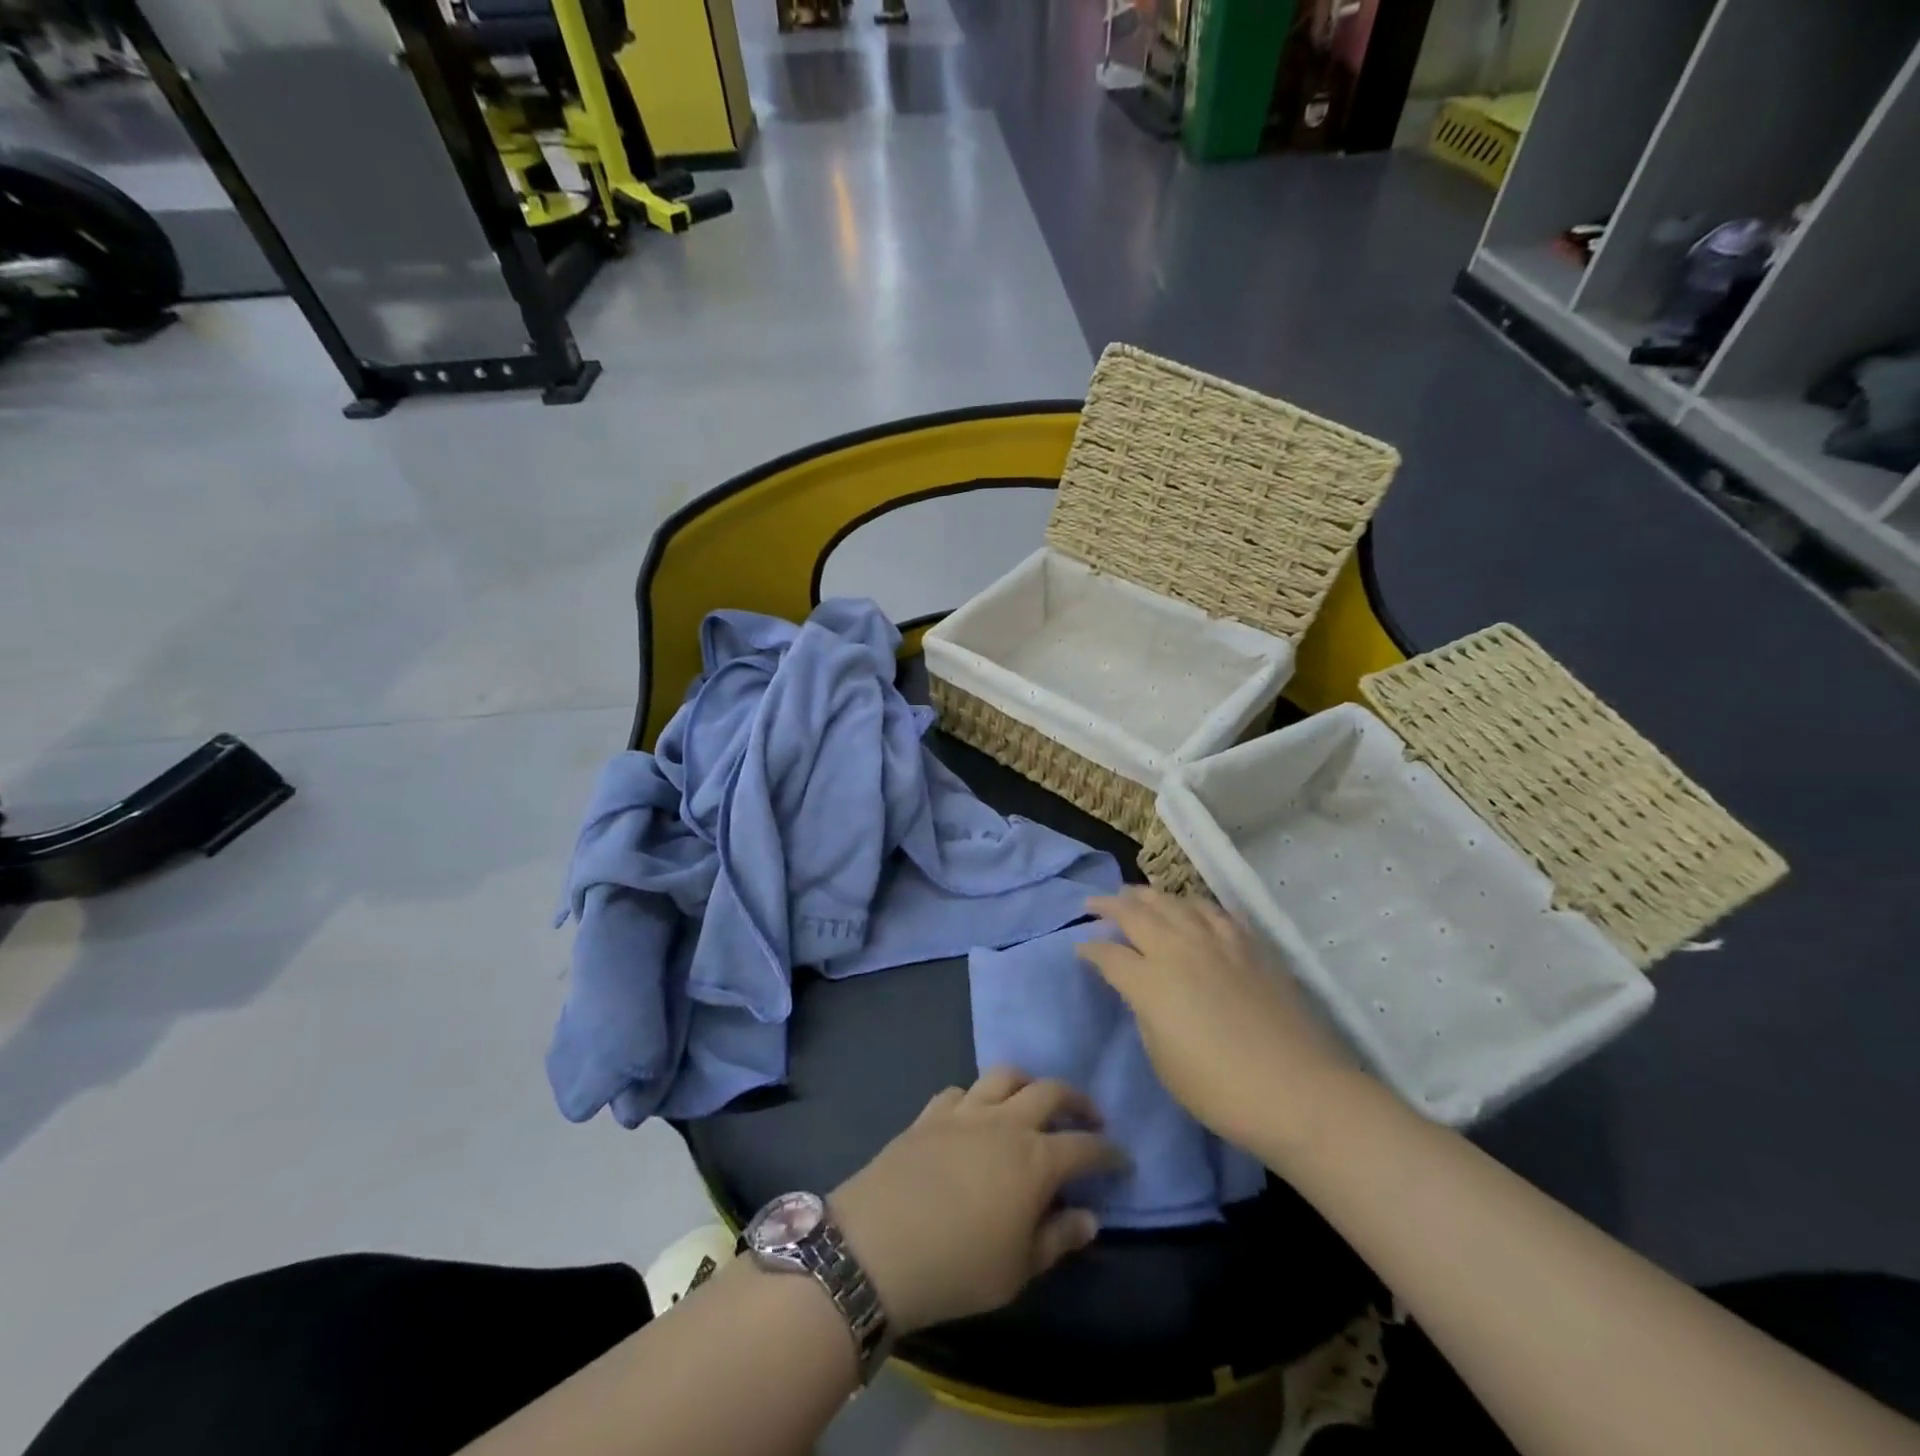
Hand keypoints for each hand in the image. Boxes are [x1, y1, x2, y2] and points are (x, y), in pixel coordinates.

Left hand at [829, 1069, 1125, 1334]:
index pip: (1085, 1147)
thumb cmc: (958, 1267)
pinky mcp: (931, 1113)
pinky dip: (977, 1096)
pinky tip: (975, 1114)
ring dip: (1027, 1083)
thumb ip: (1058, 1238)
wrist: (878, 1245)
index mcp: (1035, 1159)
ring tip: (1032, 1101)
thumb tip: (1090, 1216)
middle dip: (1077, 1100)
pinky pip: (961, 1090)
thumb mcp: (1018, 1269)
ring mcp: (965, 1111)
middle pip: (1050, 1091)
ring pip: (1005, 1075)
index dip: (1109, 1152)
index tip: (1122, 1159)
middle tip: (1089, 1116)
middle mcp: (1005, 1122)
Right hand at [1080, 887, 1353, 1154]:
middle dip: (1109, 905)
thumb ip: (1145, 1013)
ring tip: (1135, 895)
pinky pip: (1213, 911)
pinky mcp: (1248, 945)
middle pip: (1136, 914)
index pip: (1108, 954)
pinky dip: (1193, 904)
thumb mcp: (1162, 1059)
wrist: (1297, 1091)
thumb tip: (1140, 989)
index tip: (1080, 949)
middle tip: (1094, 903)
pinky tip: (1190, 908)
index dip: (1090, 950)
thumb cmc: (1219, 1089)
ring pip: (1173, 903)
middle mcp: (1178, 949)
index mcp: (1149, 981)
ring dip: (1148, 896)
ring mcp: (1216, 942)